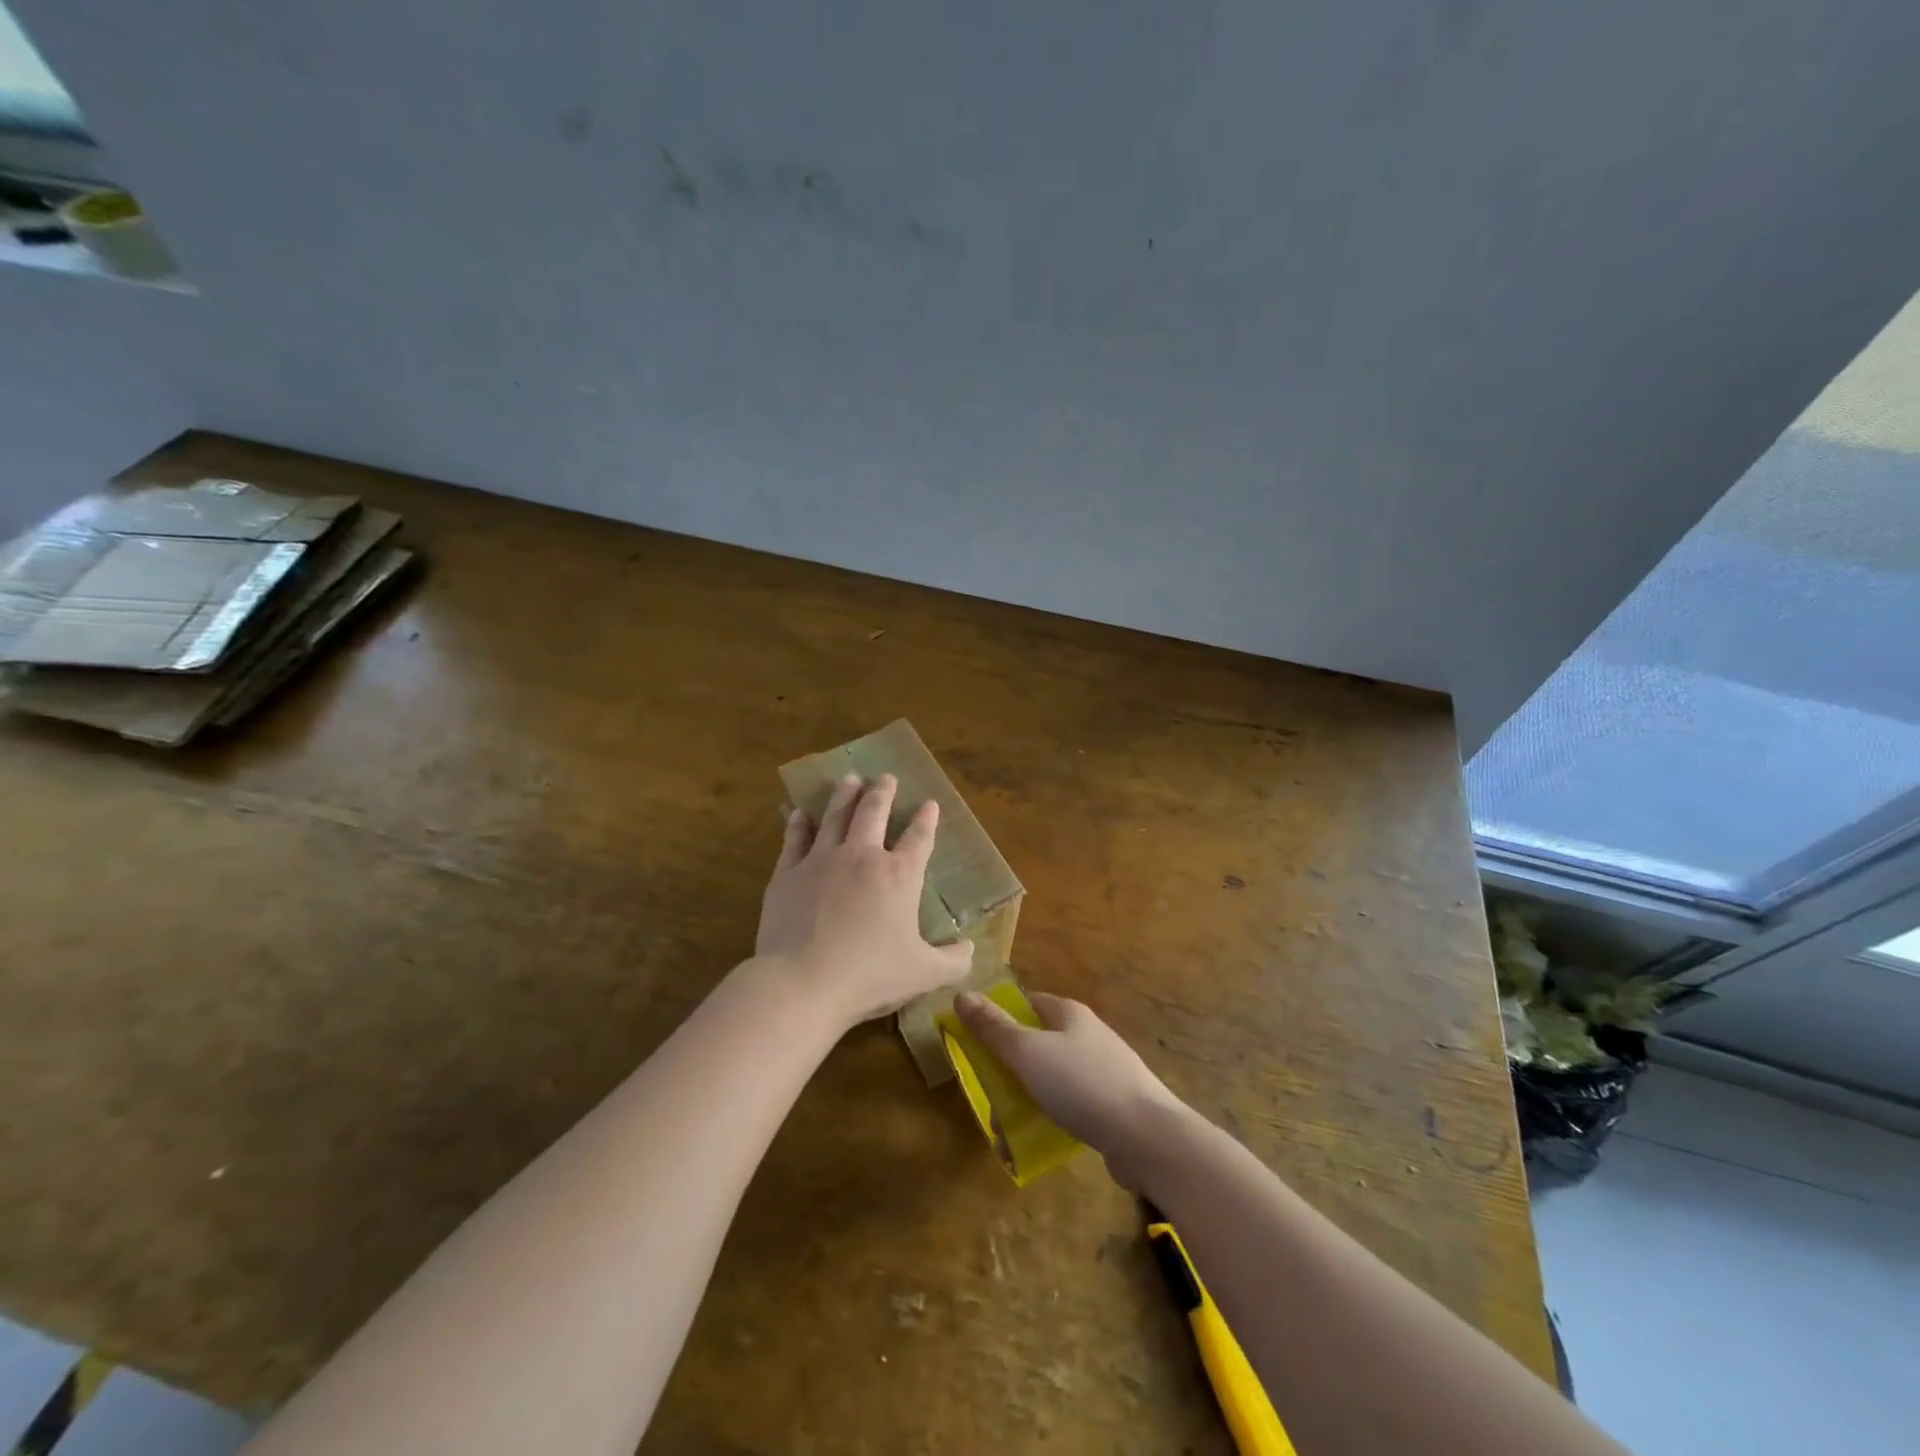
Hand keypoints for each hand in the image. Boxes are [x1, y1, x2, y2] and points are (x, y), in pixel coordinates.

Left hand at [756, 773, 973, 1033]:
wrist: (802, 982)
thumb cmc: (869, 976)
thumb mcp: (924, 974)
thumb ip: (953, 961)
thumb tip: (970, 949)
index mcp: (899, 876)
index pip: (918, 838)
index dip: (926, 819)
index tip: (930, 803)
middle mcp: (862, 857)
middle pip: (873, 813)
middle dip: (882, 792)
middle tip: (885, 777)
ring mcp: (821, 861)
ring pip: (835, 817)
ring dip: (844, 796)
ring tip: (849, 780)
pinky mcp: (788, 873)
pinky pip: (794, 839)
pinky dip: (798, 824)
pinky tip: (799, 814)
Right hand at [953, 990, 1186, 1189]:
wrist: (1148, 1137)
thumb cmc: (1082, 1084)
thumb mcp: (1029, 1052)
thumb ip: (994, 1028)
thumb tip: (962, 994)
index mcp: (1070, 1014)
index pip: (1028, 1003)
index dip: (1001, 1016)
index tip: (977, 1041)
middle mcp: (1088, 1036)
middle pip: (1039, 1042)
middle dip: (1011, 1068)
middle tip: (988, 1094)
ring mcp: (1105, 1071)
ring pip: (1053, 1078)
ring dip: (1027, 1099)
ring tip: (1005, 1131)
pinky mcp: (1114, 1106)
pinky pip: (1072, 1107)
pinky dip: (1051, 1119)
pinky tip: (1037, 1143)